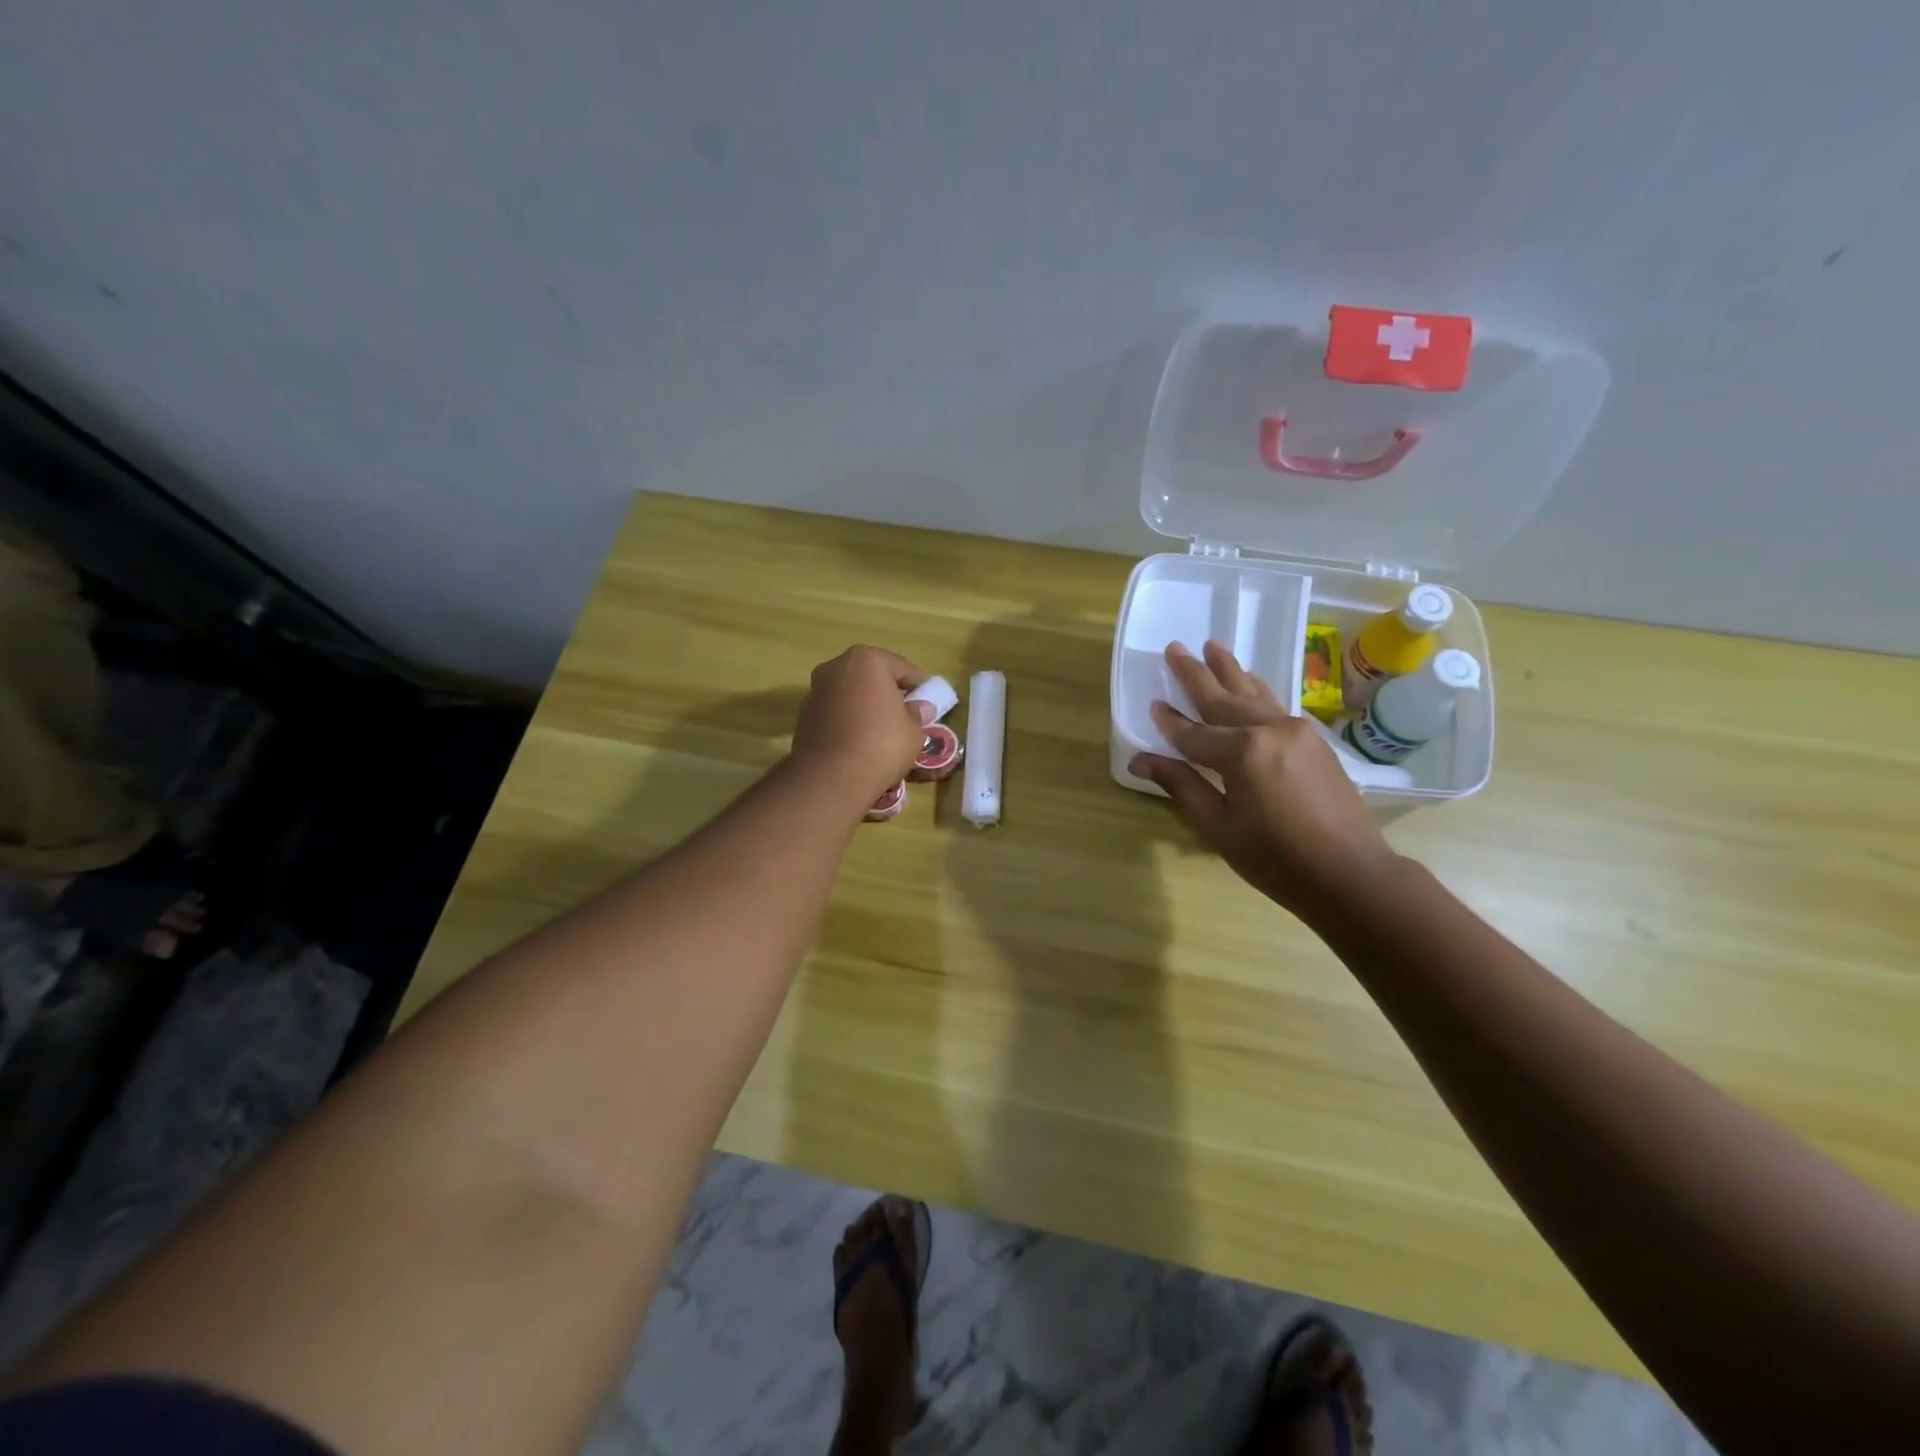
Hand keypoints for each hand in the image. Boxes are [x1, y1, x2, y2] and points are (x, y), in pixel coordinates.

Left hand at [790, 646, 930, 808]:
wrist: (832, 777)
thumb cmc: (882, 744)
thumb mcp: (914, 730)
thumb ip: (917, 713)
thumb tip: (919, 707)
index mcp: (867, 661)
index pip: (901, 667)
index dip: (918, 684)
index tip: (928, 698)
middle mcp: (837, 667)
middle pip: (871, 675)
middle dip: (887, 691)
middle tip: (904, 711)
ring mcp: (816, 690)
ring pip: (850, 693)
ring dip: (864, 704)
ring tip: (881, 728)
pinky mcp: (804, 715)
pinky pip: (835, 711)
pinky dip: (847, 719)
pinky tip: (859, 739)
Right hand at [1129, 641, 1398, 918]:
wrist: (1351, 874)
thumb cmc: (1276, 859)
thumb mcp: (1218, 827)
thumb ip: (1181, 785)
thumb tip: (1140, 760)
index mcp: (1242, 753)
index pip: (1193, 733)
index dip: (1170, 722)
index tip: (1153, 703)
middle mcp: (1269, 730)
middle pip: (1223, 699)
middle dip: (1196, 675)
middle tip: (1175, 648)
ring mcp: (1296, 731)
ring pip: (1253, 694)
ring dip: (1230, 671)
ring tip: (1212, 646)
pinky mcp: (1314, 740)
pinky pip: (1276, 705)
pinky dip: (1256, 690)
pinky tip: (1249, 682)